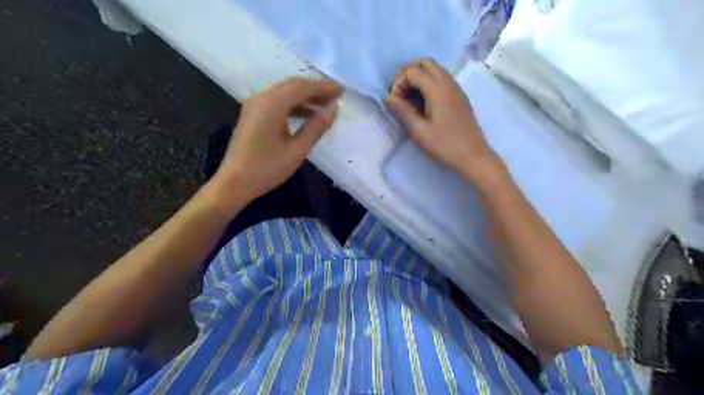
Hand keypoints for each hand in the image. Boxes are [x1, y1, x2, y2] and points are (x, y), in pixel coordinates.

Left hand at [213, 77, 341, 203]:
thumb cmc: (268, 168)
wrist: (235, 182)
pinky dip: (293, 104)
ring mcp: (255, 105)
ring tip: (324, 106)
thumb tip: (334, 108)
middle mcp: (262, 98)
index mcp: (273, 104)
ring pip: (284, 92)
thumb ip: (317, 127)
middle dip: (315, 88)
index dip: (324, 87)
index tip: (342, 91)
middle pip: (293, 85)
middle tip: (335, 96)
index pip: (303, 87)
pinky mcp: (252, 114)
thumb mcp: (298, 149)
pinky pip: (276, 101)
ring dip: (305, 96)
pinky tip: (306, 115)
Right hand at [383, 57, 502, 181]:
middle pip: (425, 62)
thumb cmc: (444, 146)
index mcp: (438, 90)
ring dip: (419, 75)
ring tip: (408, 96)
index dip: (399, 83)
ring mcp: (456, 88)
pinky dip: (428, 81)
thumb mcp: (419, 131)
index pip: (413, 71)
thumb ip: (402, 111)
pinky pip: (442, 78)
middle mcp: (448, 83)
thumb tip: (386, 97)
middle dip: (407, 71)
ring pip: (435, 68)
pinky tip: (423, 100)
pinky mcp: (459, 96)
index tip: (395, 102)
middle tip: (399, 91)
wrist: (473, 156)